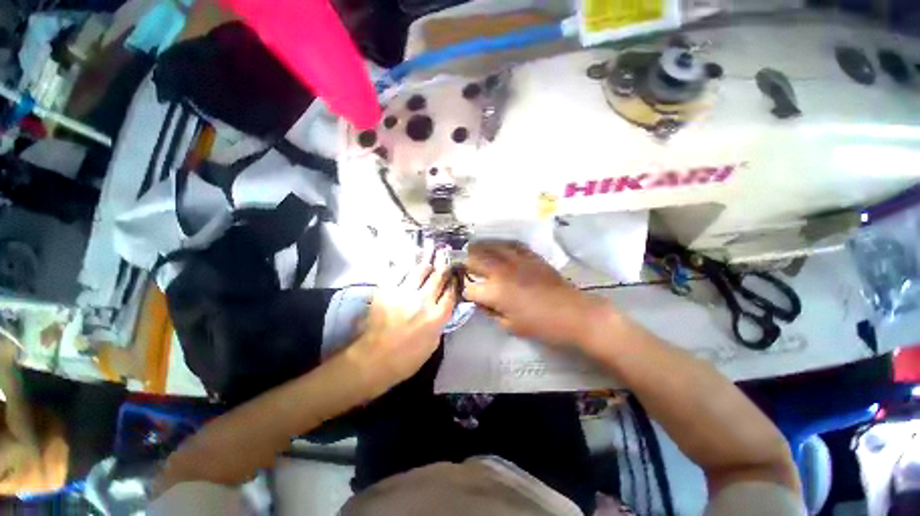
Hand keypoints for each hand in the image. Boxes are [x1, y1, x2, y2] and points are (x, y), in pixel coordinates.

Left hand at [352, 247, 457, 391]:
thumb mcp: (432, 345)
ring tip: (431, 248)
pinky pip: (398, 273)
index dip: (454, 282)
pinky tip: (409, 259)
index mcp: (436, 316)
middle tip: (446, 253)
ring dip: (427, 260)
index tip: (455, 274)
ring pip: (419, 271)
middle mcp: (423, 301)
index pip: (450, 293)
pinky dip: (405, 265)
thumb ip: (439, 323)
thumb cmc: (406, 359)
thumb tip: (441, 308)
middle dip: (443, 265)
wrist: (374, 360)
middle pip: (437, 278)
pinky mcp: (386, 291)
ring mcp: (404, 293)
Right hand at [464, 240, 608, 346]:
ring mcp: (515, 260)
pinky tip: (498, 247)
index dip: (466, 292)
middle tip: (465, 268)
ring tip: (473, 250)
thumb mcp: (509, 325)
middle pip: (474, 259)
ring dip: (478, 249)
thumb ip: (490, 312)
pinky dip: (500, 245)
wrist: (572, 313)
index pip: (469, 288)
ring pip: (489, 246)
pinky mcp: (529, 255)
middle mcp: (500, 271)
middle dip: (466, 264)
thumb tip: (481, 302)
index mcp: (494, 292)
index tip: (468, 294)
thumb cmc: (540, 325)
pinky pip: (510, 244)